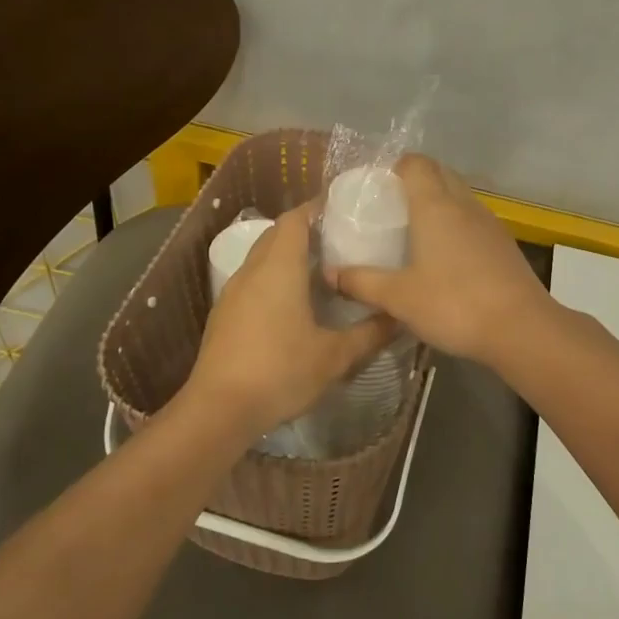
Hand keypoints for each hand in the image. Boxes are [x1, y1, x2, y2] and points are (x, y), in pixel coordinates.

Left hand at [188, 202, 395, 436]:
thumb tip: (400, 317)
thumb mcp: (334, 357)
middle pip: (277, 234)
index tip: (343, 211)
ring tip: (320, 271)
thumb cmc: (280, 372)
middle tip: (339, 242)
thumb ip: (370, 334)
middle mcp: (252, 271)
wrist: (219, 409)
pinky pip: (252, 281)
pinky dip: (272, 279)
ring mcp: (232, 292)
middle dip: (305, 230)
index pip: (295, 219)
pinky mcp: (224, 315)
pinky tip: (292, 304)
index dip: (316, 209)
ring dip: (287, 256)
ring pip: (261, 258)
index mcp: (279, 268)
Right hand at [325, 155, 553, 364]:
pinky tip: (445, 257)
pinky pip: (473, 221)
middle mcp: (464, 205)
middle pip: (439, 174)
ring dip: (438, 203)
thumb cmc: (454, 304)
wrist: (521, 329)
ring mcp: (489, 224)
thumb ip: (361, 282)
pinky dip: (456, 226)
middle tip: (389, 209)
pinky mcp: (504, 245)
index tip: (375, 187)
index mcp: (436, 206)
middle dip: (414, 182)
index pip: (415, 164)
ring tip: (414, 232)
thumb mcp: (398, 298)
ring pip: (459, 197)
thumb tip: (329, 273)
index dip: (394, 167)